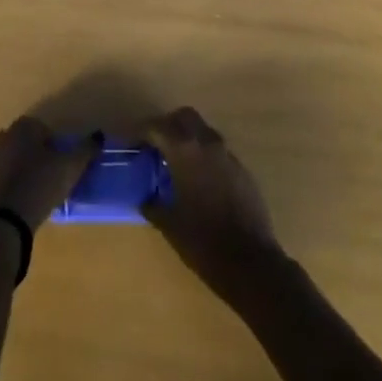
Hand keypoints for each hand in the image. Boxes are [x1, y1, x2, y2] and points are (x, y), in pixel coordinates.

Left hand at [0, 116, 100, 230]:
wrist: (4, 220)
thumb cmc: (40, 184)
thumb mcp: (70, 167)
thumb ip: (86, 149)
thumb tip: (99, 135)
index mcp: (23, 127)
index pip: (41, 127)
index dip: (54, 143)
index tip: (61, 161)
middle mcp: (3, 136)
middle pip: (25, 141)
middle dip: (36, 153)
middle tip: (50, 174)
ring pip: (11, 158)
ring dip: (22, 168)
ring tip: (37, 189)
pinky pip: (1, 176)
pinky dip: (11, 183)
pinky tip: (22, 200)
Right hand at [142, 107, 284, 300]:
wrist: (251, 263)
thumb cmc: (203, 242)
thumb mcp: (169, 224)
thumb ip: (153, 204)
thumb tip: (145, 198)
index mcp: (185, 152)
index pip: (158, 127)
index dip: (141, 132)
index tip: (130, 143)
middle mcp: (208, 144)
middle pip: (184, 117)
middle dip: (167, 125)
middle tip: (154, 146)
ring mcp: (228, 155)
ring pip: (203, 131)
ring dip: (188, 139)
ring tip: (175, 163)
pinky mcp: (243, 170)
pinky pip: (218, 151)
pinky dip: (204, 156)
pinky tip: (198, 181)